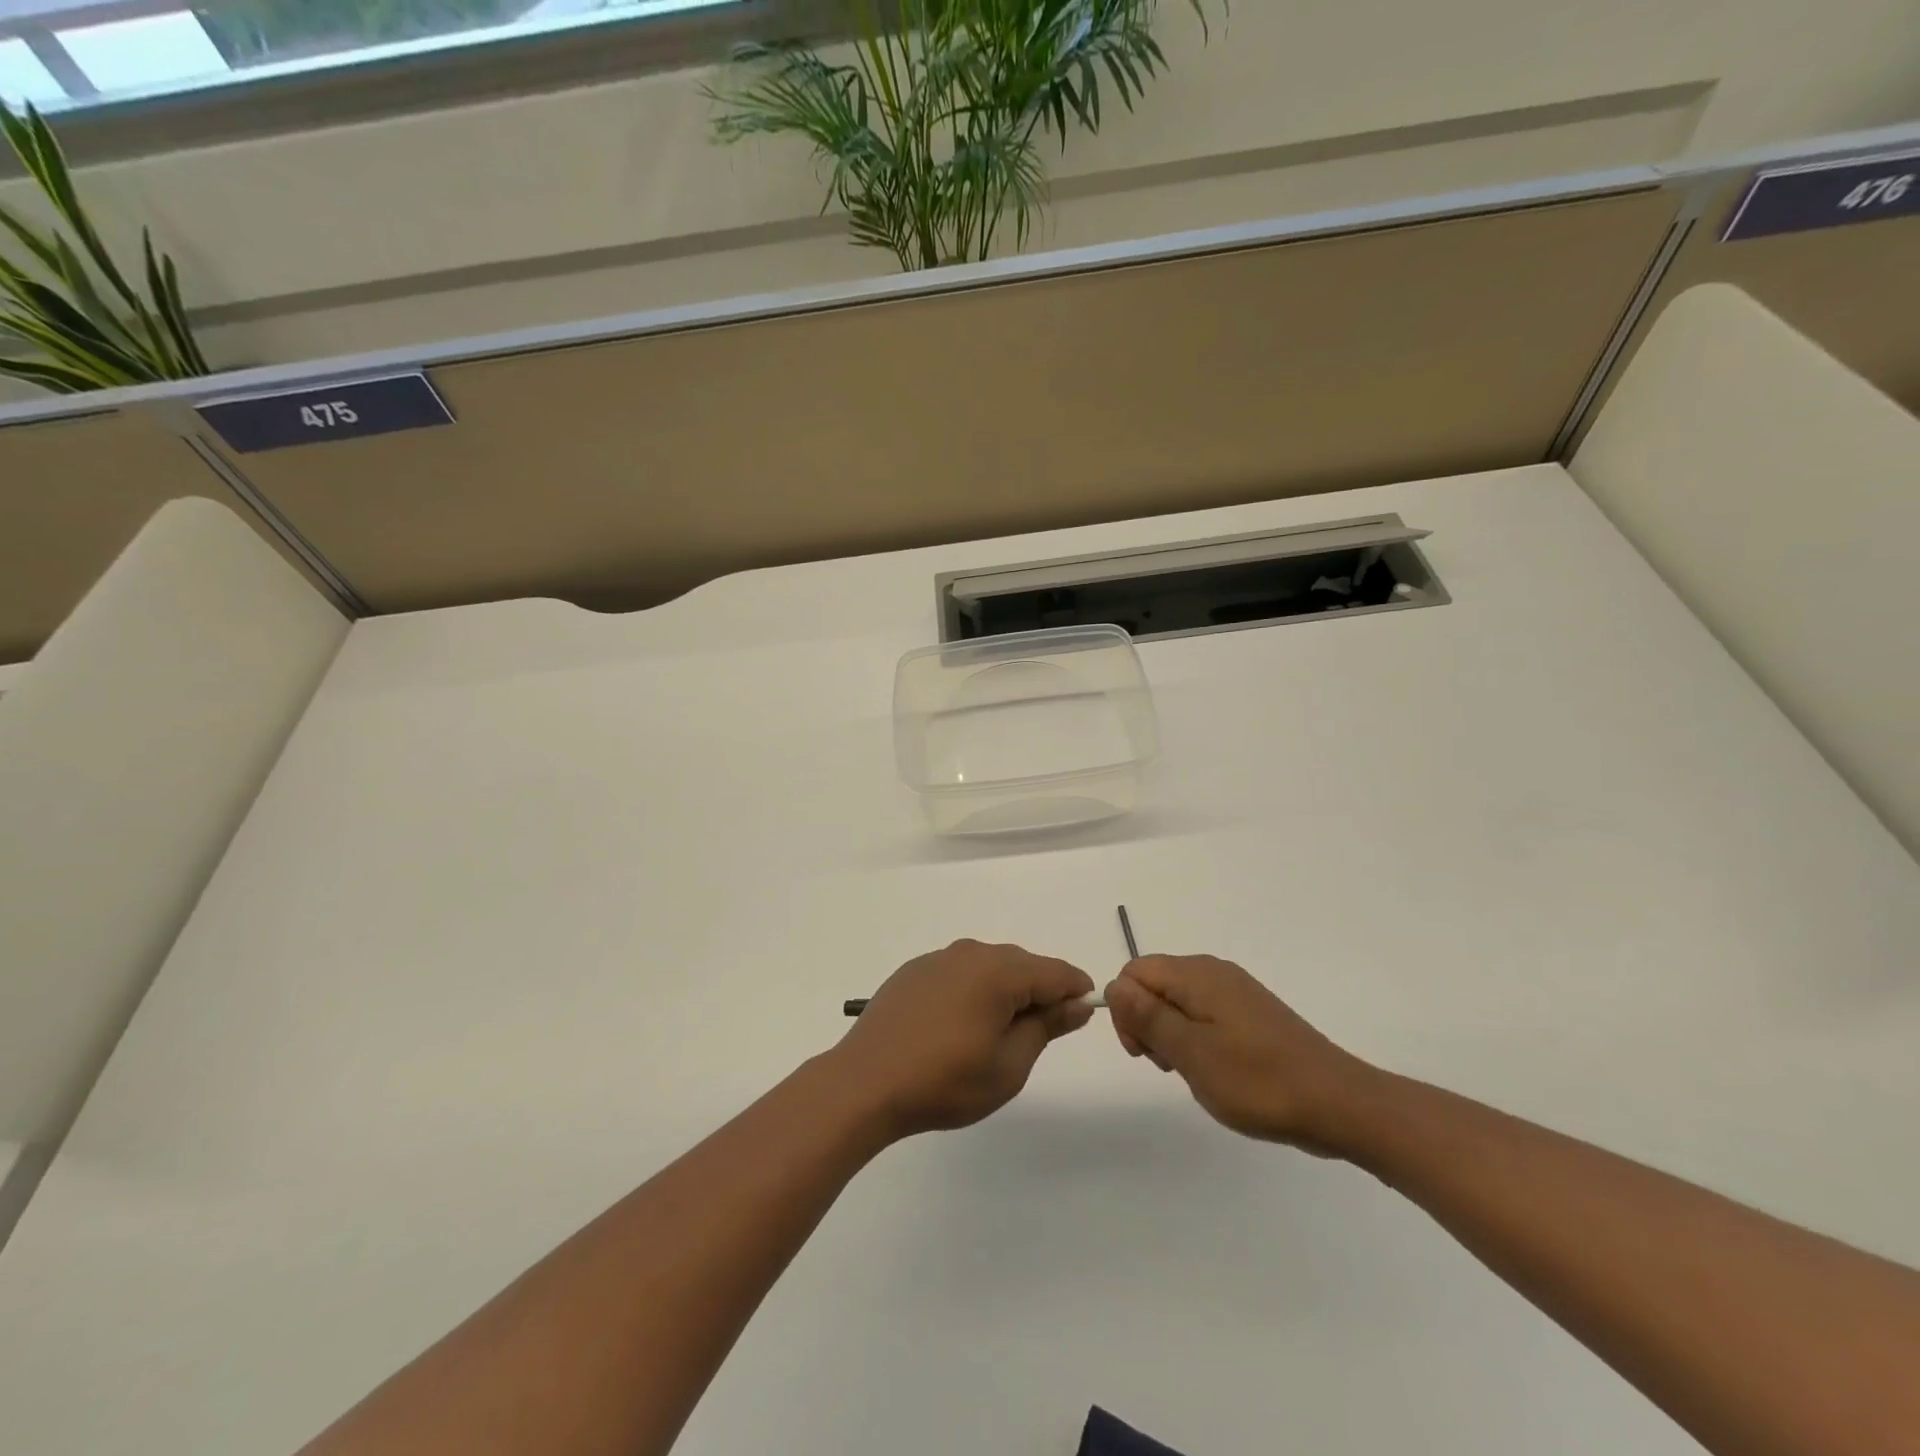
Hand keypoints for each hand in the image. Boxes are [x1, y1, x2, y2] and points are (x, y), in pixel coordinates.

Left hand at [832, 940, 1095, 1138]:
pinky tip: (960, 1026)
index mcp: (999, 971)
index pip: (1055, 972)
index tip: (1083, 1015)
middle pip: (1022, 965)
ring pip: (989, 967)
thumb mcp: (1008, 1065)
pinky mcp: (914, 971)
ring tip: (998, 1035)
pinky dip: (973, 991)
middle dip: (1039, 992)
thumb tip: (1076, 1003)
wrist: (865, 1083)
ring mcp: (938, 959)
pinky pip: (959, 972)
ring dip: (1005, 992)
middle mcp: (970, 953)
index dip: (1076, 991)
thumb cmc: (944, 1081)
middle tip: (1039, 1036)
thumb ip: (1046, 1027)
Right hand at [1106, 955, 1374, 1153]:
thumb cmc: (1258, 1081)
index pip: (1134, 972)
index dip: (1126, 1010)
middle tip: (1170, 1068)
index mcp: (1196, 975)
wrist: (1339, 1104)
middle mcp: (1214, 972)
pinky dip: (1198, 1040)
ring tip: (1196, 1074)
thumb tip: (1113, 986)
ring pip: (1179, 1002)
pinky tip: (1217, 1072)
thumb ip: (1147, 1016)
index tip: (1143, 1053)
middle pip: (1155, 984)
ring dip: (1173, 1036)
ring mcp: (1236, 992)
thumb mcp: (1191, 1052)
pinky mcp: (1252, 1013)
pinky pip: (1205, 1015)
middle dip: (1148, 1023)